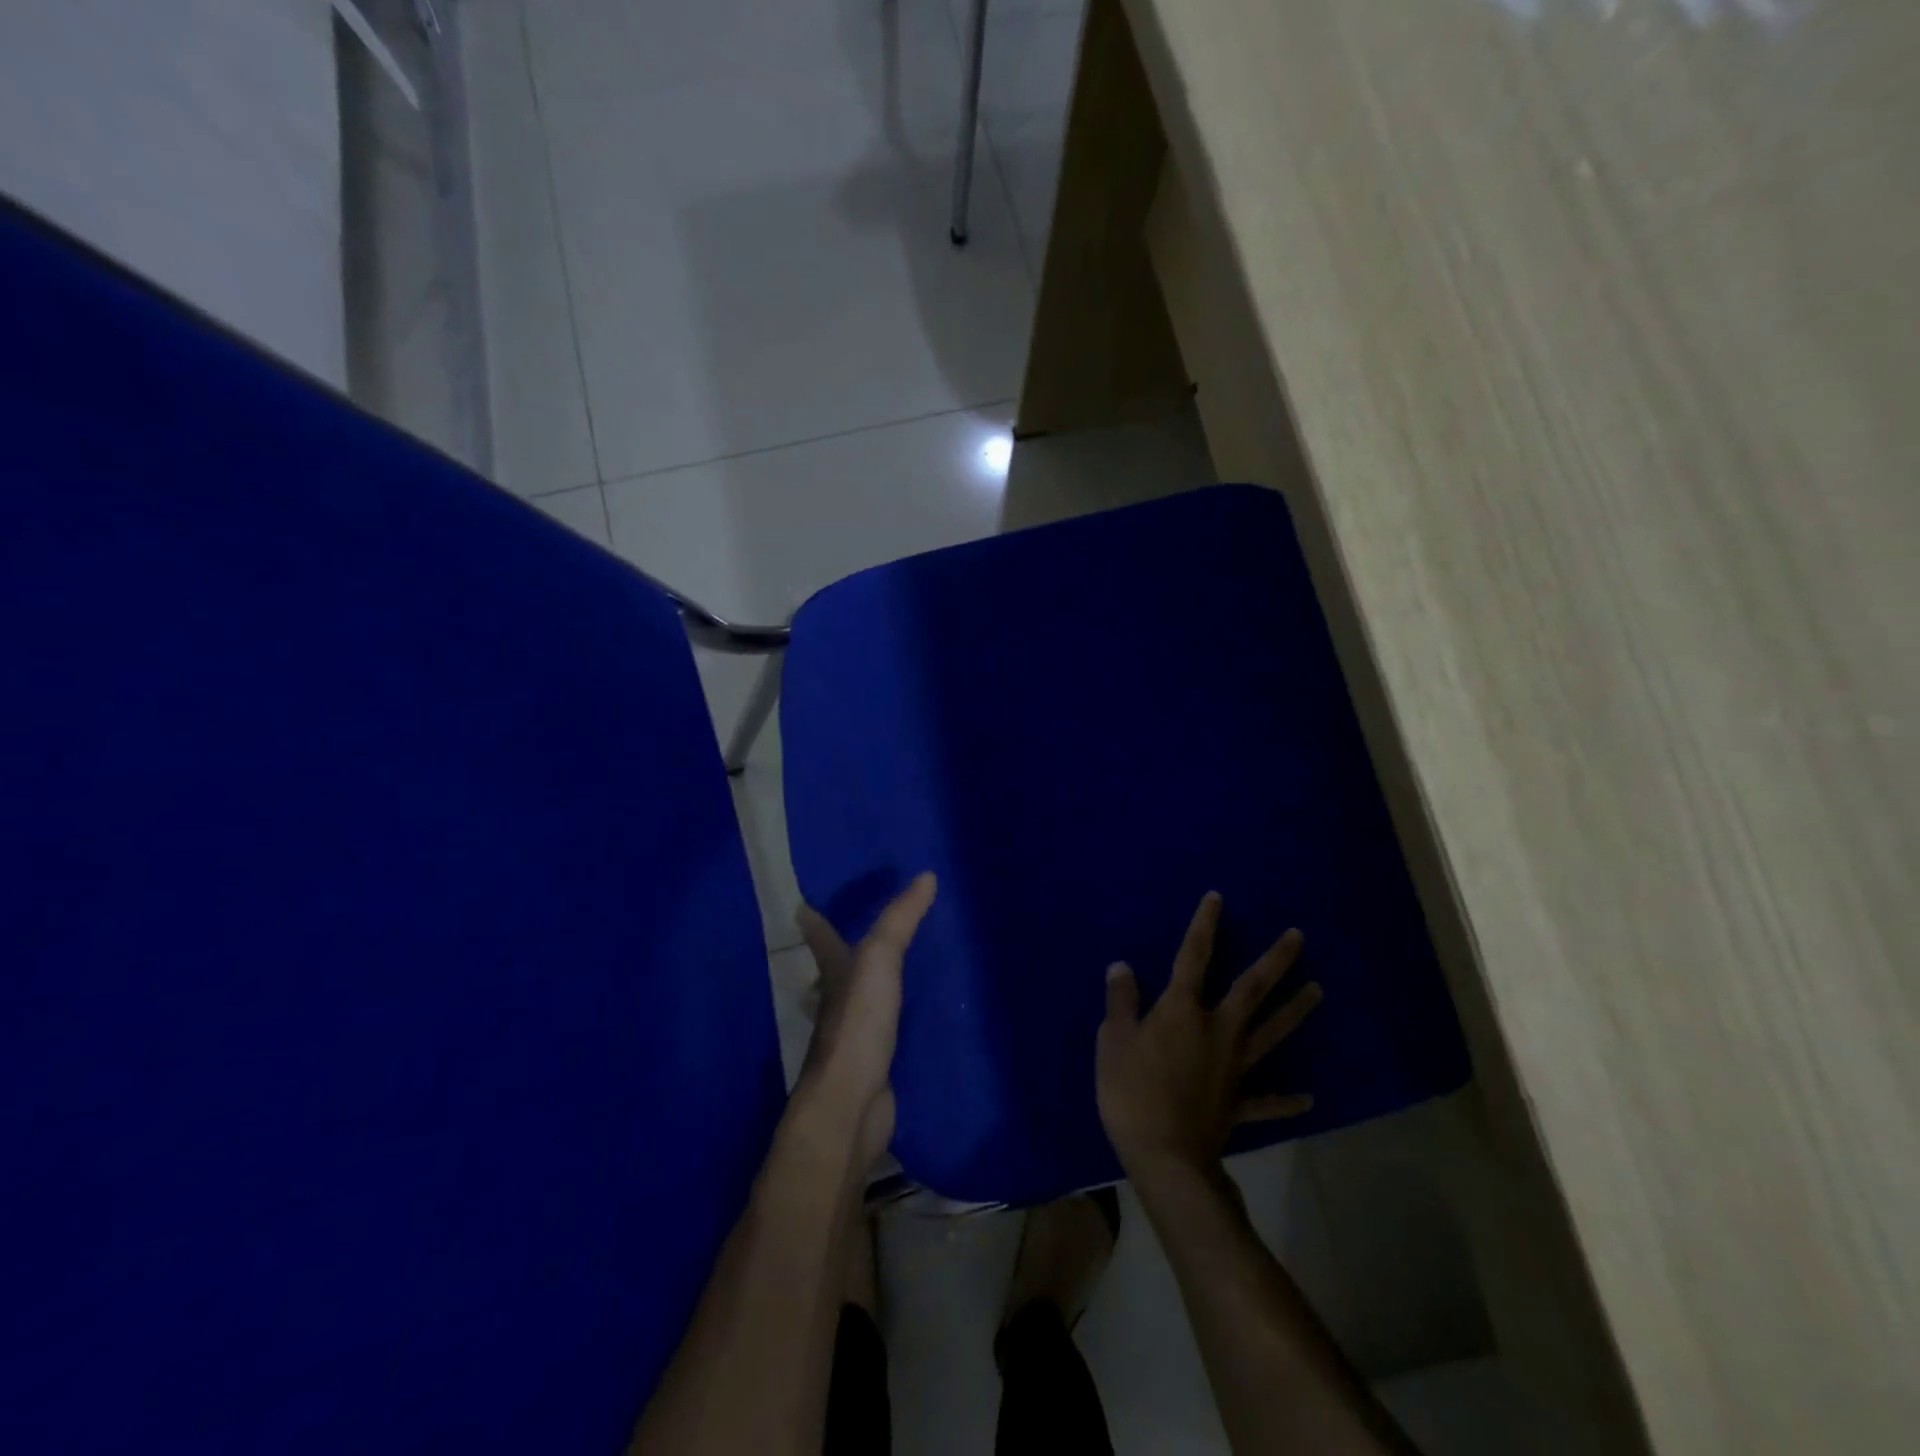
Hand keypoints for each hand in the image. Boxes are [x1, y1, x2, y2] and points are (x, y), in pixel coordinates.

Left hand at [794, 873, 936, 1164]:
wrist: (851, 1104)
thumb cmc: (857, 1024)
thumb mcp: (879, 960)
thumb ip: (900, 920)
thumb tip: (927, 875)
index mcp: (833, 972)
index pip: (820, 935)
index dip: (814, 918)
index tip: (804, 901)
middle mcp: (837, 999)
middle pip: (837, 967)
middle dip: (843, 948)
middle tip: (862, 925)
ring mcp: (854, 1032)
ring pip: (861, 997)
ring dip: (871, 981)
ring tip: (896, 963)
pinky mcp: (874, 1060)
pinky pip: (885, 1027)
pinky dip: (894, 1016)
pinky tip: (913, 1014)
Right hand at [1097, 891, 1321, 1186]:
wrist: (1165, 1157)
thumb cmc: (1131, 1092)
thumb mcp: (1114, 1039)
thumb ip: (1121, 1000)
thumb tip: (1122, 966)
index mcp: (1182, 1010)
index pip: (1194, 956)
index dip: (1204, 925)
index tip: (1217, 898)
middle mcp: (1217, 1030)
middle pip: (1251, 989)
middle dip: (1275, 960)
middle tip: (1298, 936)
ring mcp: (1235, 1067)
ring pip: (1271, 1032)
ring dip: (1295, 1010)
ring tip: (1319, 990)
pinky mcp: (1240, 1103)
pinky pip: (1268, 1100)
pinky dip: (1288, 1099)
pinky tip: (1309, 1098)